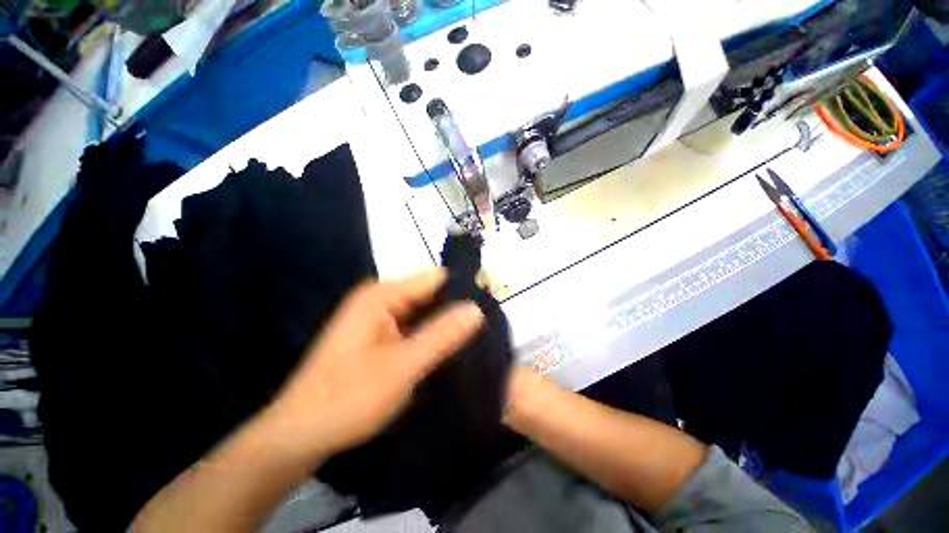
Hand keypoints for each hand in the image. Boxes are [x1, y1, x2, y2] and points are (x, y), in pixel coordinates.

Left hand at [263, 269, 483, 465]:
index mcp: (382, 295)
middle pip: (430, 294)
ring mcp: (379, 317)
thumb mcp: (403, 366)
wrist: (299, 434)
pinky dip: (431, 335)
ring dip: (444, 324)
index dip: (462, 290)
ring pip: (424, 312)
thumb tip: (477, 308)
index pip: (435, 278)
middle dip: (455, 310)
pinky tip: (448, 349)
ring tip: (473, 339)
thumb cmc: (348, 398)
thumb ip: (442, 335)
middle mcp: (381, 298)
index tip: (488, 308)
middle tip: (484, 329)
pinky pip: (414, 326)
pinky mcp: (380, 335)